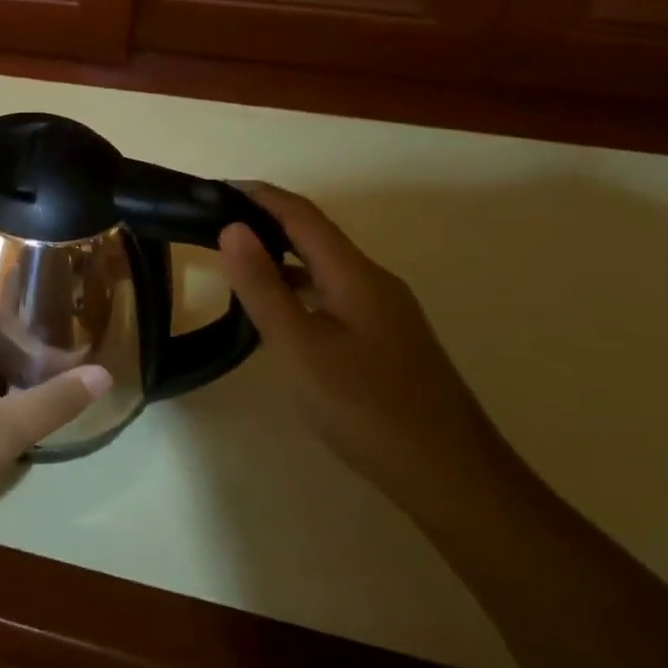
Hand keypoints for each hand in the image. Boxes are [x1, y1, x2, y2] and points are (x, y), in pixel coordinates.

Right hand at [218, 184, 518, 517]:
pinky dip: (298, 288)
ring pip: (325, 268)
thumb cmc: (367, 408)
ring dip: (281, 256)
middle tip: (214, 225)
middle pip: (315, 236)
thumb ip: (263, 287)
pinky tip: (278, 313)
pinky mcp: (387, 339)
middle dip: (266, 221)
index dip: (259, 196)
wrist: (453, 477)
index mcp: (356, 275)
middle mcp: (375, 282)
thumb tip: (232, 228)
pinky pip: (334, 295)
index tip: (214, 189)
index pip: (302, 214)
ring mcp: (385, 312)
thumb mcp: (300, 348)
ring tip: (235, 262)